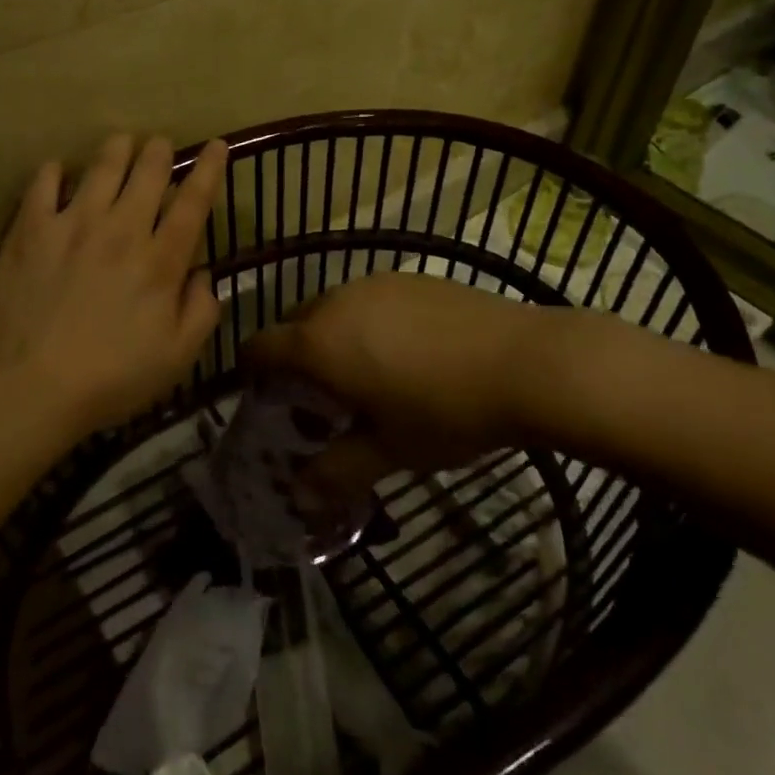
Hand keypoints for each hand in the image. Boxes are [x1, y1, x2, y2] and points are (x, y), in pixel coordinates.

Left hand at [0, 134, 227, 435]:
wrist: (31, 387)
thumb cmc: (111, 378)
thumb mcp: (177, 358)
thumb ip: (202, 311)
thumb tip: (204, 273)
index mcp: (161, 261)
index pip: (193, 202)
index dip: (208, 169)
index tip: (216, 144)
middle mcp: (122, 230)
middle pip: (148, 172)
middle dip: (159, 151)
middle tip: (159, 145)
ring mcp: (74, 224)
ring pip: (102, 167)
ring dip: (117, 149)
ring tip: (121, 142)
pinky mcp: (31, 229)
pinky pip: (43, 183)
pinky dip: (54, 171)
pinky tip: (58, 170)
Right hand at [244, 272, 582, 500]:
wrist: (523, 362)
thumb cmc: (445, 411)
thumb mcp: (390, 450)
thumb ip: (337, 472)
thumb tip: (300, 498)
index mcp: (319, 343)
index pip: (260, 346)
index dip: (251, 370)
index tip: (261, 395)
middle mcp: (336, 302)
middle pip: (294, 324)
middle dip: (295, 356)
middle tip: (319, 395)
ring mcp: (374, 283)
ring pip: (332, 308)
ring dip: (332, 337)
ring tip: (365, 373)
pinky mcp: (409, 277)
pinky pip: (368, 298)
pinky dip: (366, 322)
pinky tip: (405, 350)